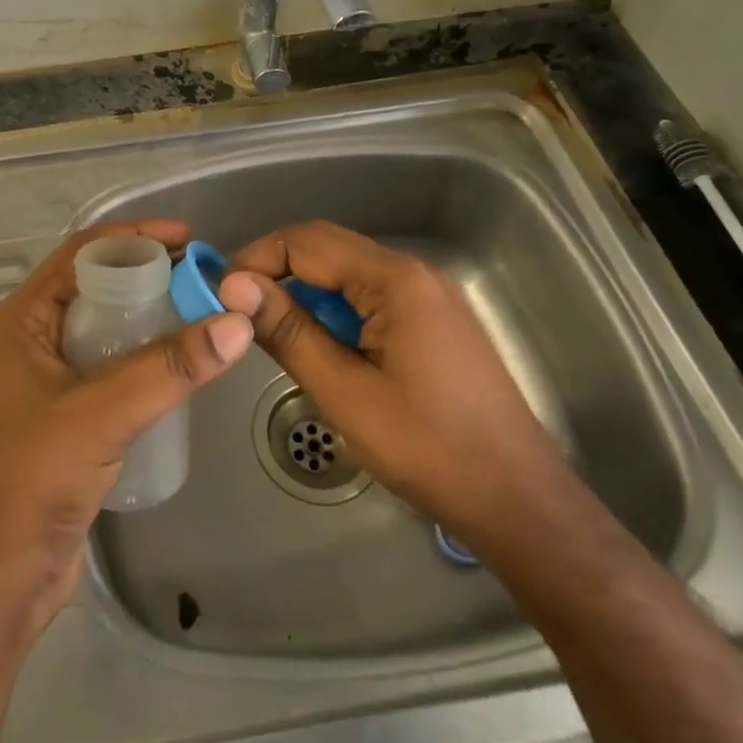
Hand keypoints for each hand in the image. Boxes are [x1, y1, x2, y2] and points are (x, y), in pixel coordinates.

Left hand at [0, 221, 253, 634]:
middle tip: (203, 274)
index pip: (83, 254)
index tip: (187, 237)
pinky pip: (113, 364)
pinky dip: (146, 353)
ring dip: (151, 313)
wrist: (0, 574)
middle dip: (149, 273)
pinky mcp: (69, 412)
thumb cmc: (33, 478)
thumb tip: (237, 322)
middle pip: (98, 285)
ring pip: (108, 326)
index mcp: (24, 319)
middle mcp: (34, 337)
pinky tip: (182, 361)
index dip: (134, 238)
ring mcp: (50, 376)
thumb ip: (169, 368)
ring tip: (203, 310)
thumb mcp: (102, 413)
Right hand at [219, 221, 563, 546]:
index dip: (258, 260)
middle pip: (330, 248)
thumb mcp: (344, 391)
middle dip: (278, 270)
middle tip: (241, 310)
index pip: (307, 242)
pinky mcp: (437, 319)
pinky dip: (338, 309)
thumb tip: (233, 286)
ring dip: (308, 292)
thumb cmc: (427, 447)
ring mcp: (431, 294)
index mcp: (394, 280)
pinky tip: (325, 346)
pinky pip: (373, 295)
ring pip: (350, 272)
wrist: (518, 500)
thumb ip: (288, 331)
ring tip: (276, 331)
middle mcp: (415, 272)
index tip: (224, 295)